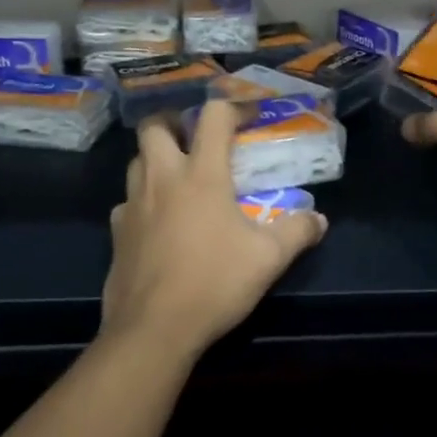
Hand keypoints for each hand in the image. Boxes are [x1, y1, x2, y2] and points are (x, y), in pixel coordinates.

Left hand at [103, 101, 328, 362]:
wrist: (154, 329)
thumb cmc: (214, 282)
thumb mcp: (268, 258)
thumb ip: (296, 231)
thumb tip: (319, 219)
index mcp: (201, 174)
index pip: (213, 117)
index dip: (234, 107)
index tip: (250, 117)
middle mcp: (162, 179)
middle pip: (155, 126)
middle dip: (175, 122)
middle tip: (196, 138)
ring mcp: (132, 205)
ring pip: (136, 161)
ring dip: (156, 158)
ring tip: (178, 177)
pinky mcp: (116, 233)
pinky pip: (126, 202)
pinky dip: (143, 201)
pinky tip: (158, 222)